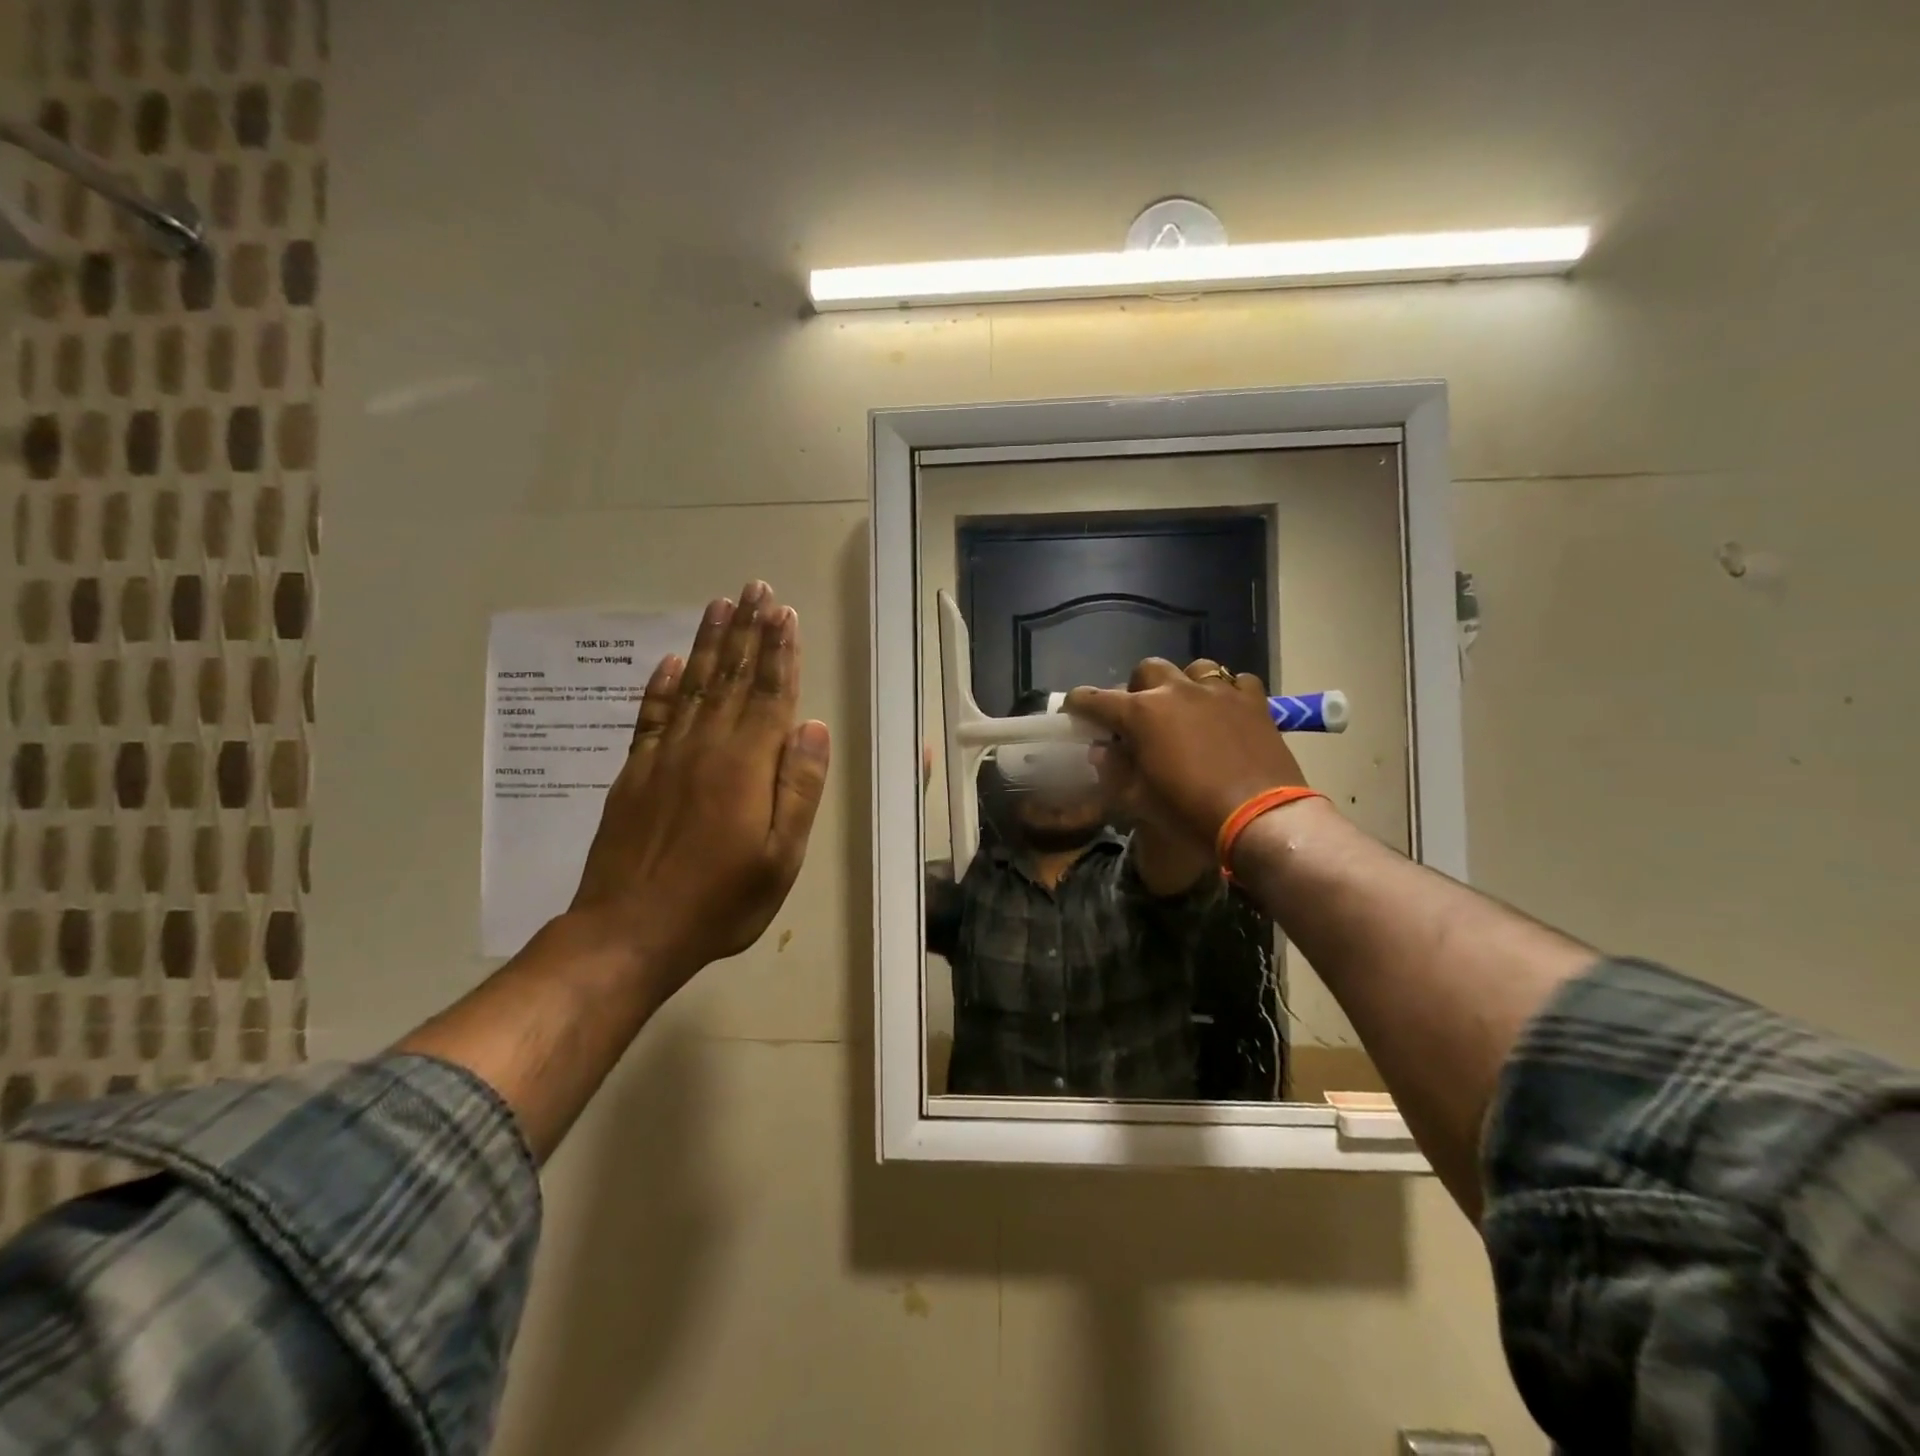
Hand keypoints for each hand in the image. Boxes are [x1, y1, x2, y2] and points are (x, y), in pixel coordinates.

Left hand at [568, 581, 830, 999]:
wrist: (629, 931)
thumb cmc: (721, 900)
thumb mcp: (781, 856)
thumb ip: (799, 787)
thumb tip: (814, 726)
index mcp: (746, 764)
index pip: (770, 694)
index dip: (780, 652)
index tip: (785, 613)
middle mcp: (705, 746)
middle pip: (732, 677)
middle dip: (747, 631)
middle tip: (755, 588)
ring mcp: (664, 756)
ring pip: (693, 685)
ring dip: (709, 644)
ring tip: (720, 605)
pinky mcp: (634, 772)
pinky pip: (651, 715)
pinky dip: (662, 685)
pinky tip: (671, 662)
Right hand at [1068, 657, 1307, 846]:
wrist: (1260, 819)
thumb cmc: (1189, 812)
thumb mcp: (1138, 799)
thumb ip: (1113, 769)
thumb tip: (1102, 751)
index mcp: (1140, 713)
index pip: (1096, 699)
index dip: (1080, 704)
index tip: (1074, 709)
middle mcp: (1176, 691)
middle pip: (1146, 670)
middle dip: (1137, 688)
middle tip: (1140, 716)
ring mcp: (1218, 692)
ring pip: (1194, 669)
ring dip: (1183, 684)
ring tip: (1187, 708)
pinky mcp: (1254, 701)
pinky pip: (1237, 683)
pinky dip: (1227, 693)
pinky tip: (1227, 712)